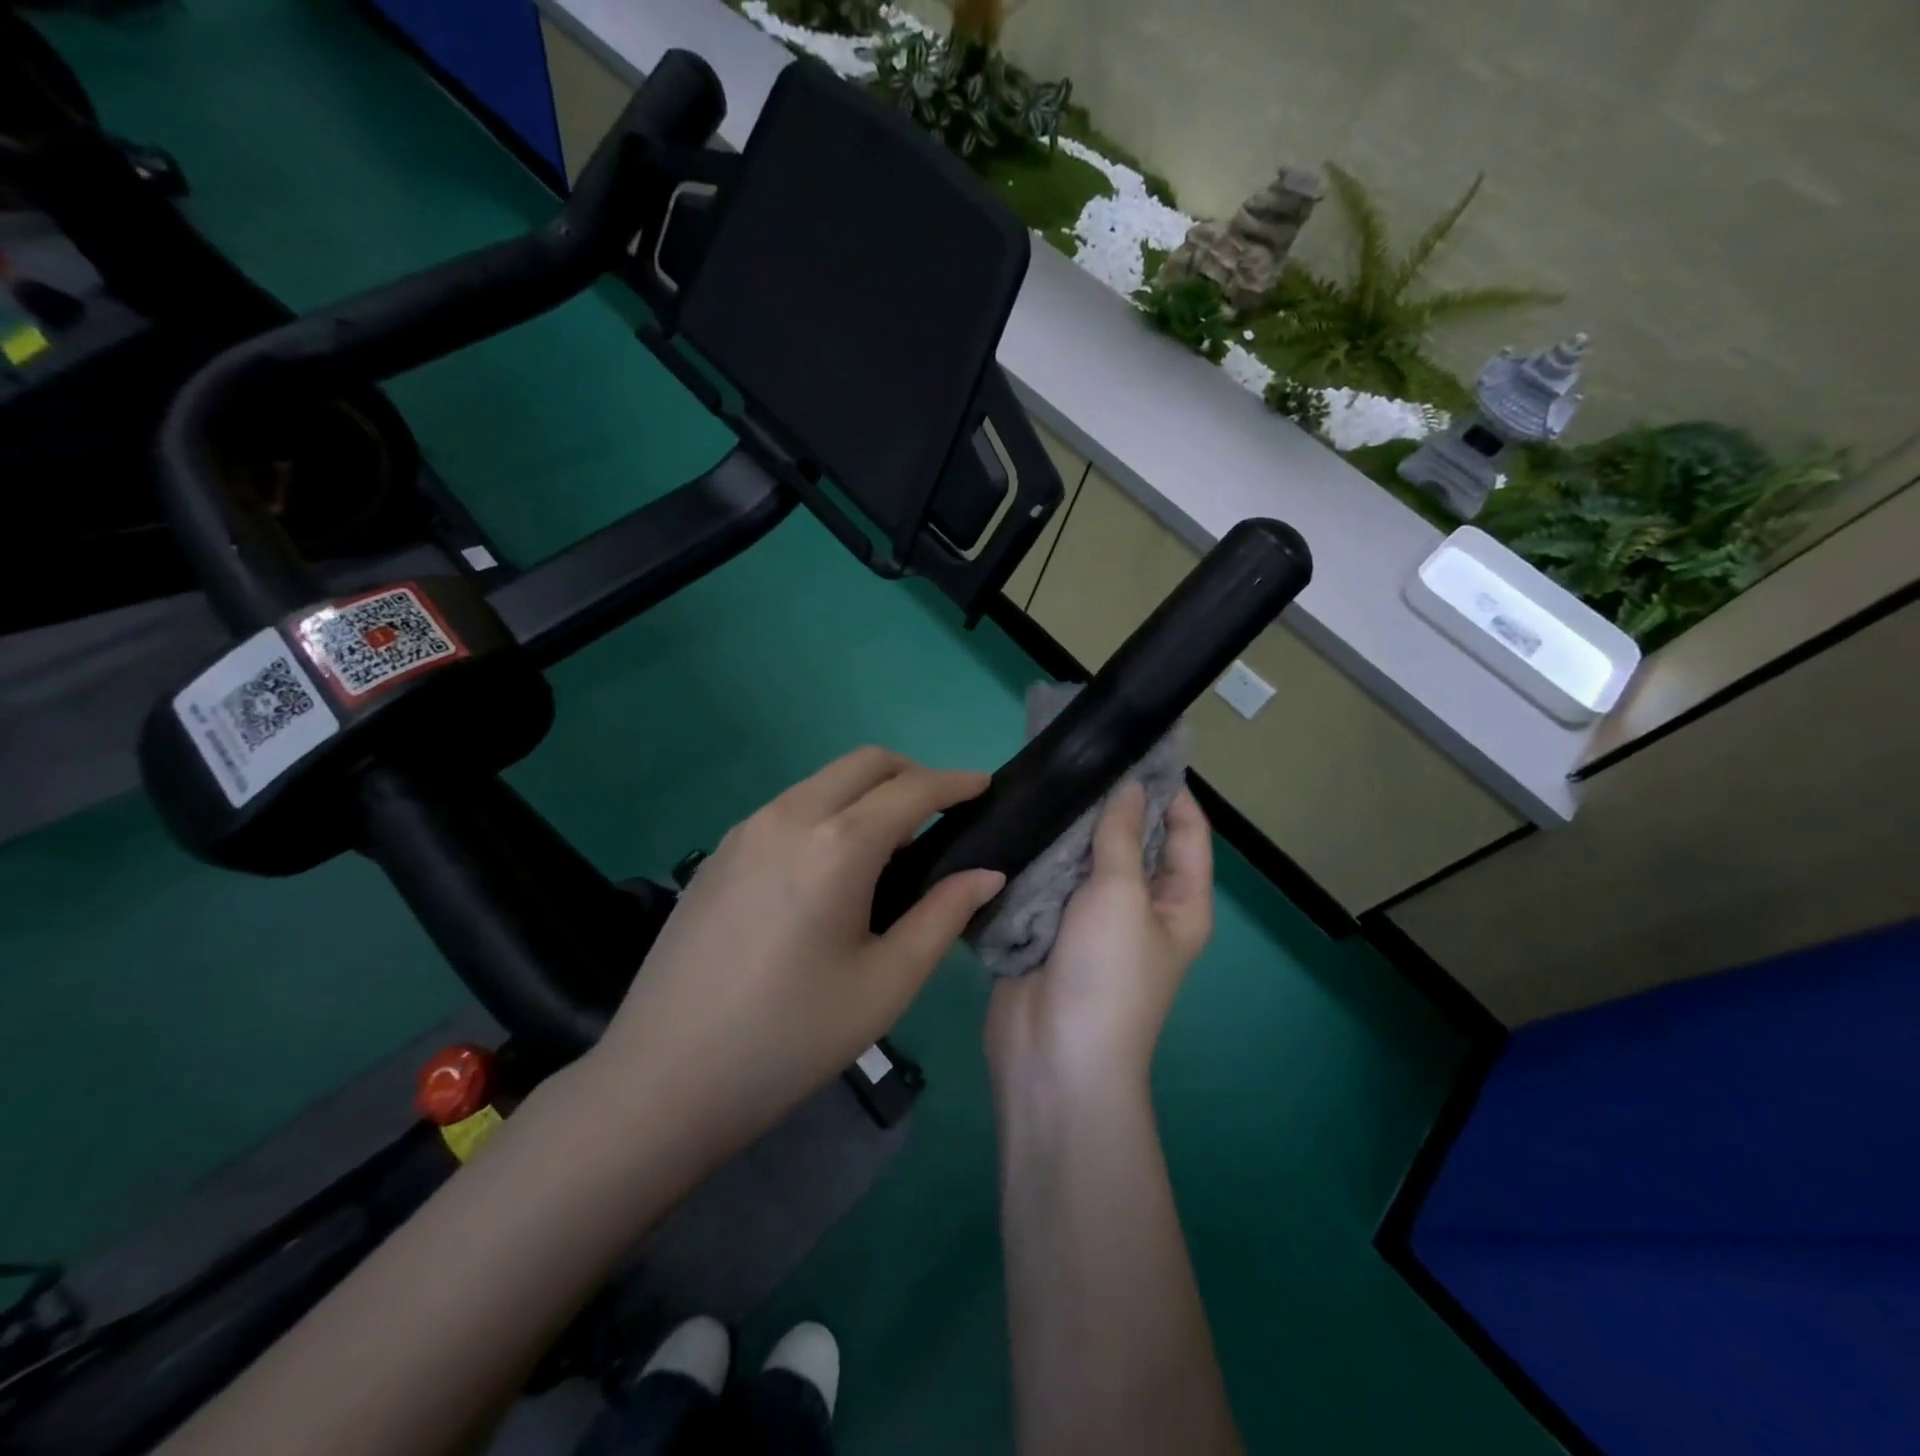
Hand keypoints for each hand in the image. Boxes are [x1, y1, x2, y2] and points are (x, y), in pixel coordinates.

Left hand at [579, 748, 1004, 1167]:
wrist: (665, 1078)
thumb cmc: (792, 1037)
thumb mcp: (886, 983)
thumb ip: (943, 916)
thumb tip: (987, 874)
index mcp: (837, 845)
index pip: (912, 790)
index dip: (956, 782)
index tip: (985, 785)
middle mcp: (790, 816)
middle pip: (865, 763)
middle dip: (913, 773)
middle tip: (943, 812)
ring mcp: (747, 829)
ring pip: (823, 781)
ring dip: (868, 792)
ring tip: (892, 846)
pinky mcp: (720, 851)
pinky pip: (790, 806)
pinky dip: (829, 811)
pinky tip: (832, 866)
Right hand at [985, 782, 1212, 1096]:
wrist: (1053, 1055)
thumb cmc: (1107, 973)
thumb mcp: (1123, 896)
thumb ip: (1123, 837)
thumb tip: (1130, 786)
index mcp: (1179, 902)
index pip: (1187, 832)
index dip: (1170, 790)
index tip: (1140, 746)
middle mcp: (1140, 905)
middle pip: (1132, 840)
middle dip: (1111, 803)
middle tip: (1079, 754)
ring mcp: (1091, 918)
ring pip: (1084, 858)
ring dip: (1069, 827)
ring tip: (1047, 777)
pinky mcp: (1049, 927)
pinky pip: (1048, 880)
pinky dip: (1038, 854)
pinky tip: (1020, 818)